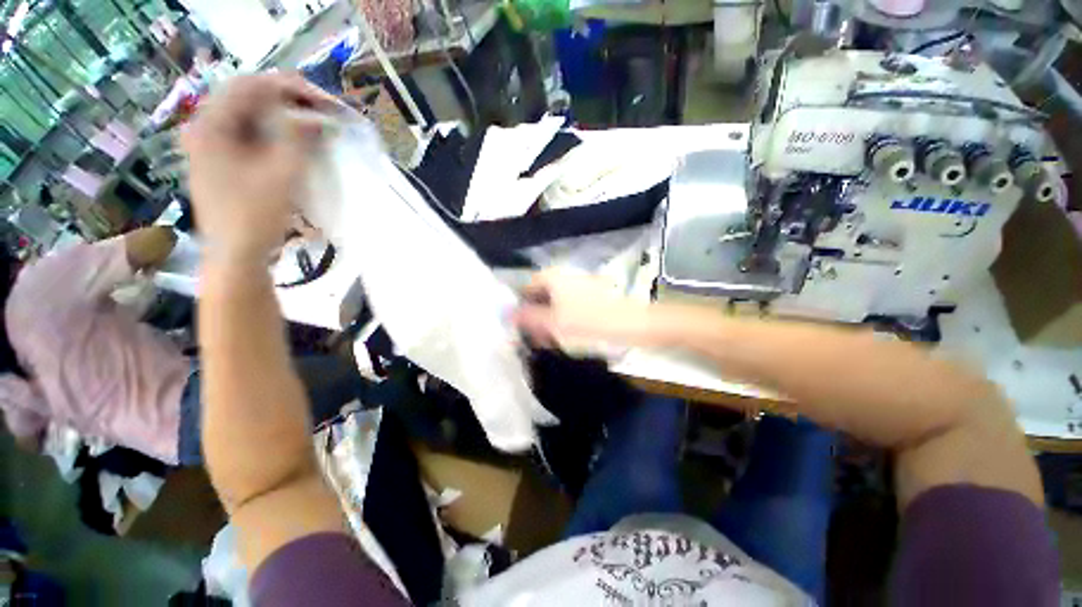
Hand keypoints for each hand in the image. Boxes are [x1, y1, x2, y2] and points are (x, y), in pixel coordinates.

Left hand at [181, 73, 338, 264]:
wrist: (236, 255)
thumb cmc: (255, 216)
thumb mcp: (282, 174)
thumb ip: (299, 138)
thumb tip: (317, 116)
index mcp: (211, 124)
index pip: (252, 86)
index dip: (292, 88)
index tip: (326, 102)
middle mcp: (205, 126)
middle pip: (249, 96)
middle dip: (288, 99)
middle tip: (323, 110)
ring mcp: (211, 143)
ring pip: (250, 114)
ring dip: (283, 114)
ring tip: (314, 122)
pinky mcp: (221, 158)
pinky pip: (250, 132)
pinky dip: (275, 130)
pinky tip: (295, 138)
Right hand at [512, 269, 649, 348]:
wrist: (629, 324)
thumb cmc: (586, 322)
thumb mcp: (551, 323)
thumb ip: (527, 318)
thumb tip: (509, 314)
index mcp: (552, 277)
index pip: (526, 288)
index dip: (520, 307)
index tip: (521, 326)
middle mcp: (564, 276)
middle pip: (541, 295)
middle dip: (536, 317)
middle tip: (536, 338)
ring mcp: (579, 285)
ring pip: (555, 303)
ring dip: (549, 321)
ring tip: (551, 341)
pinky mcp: (591, 295)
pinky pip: (569, 306)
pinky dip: (564, 319)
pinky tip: (566, 335)